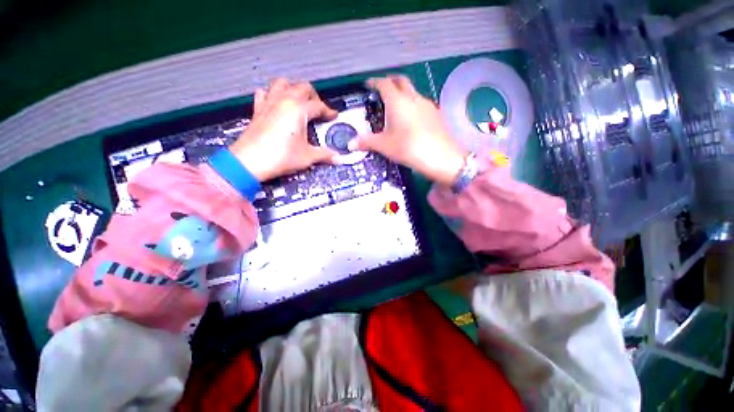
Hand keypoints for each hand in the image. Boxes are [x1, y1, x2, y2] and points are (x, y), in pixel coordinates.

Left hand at [229, 79, 338, 181]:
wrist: (250, 162)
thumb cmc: (279, 157)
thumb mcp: (308, 157)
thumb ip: (325, 154)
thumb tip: (336, 157)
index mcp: (298, 109)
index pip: (319, 105)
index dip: (329, 111)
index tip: (333, 116)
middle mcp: (283, 101)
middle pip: (303, 87)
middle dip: (314, 97)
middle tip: (319, 109)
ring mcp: (269, 103)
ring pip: (283, 83)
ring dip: (294, 89)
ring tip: (300, 102)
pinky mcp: (258, 110)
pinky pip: (265, 93)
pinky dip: (273, 94)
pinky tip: (277, 103)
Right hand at [348, 75, 466, 185]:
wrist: (441, 157)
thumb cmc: (409, 148)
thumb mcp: (385, 146)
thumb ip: (367, 142)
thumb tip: (350, 144)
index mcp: (397, 101)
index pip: (384, 84)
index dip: (374, 82)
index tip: (368, 85)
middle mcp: (413, 97)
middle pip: (400, 81)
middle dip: (390, 82)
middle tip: (382, 91)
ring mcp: (427, 104)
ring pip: (413, 92)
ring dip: (403, 94)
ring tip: (396, 107)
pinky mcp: (437, 113)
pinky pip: (422, 103)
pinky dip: (413, 105)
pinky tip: (412, 119)